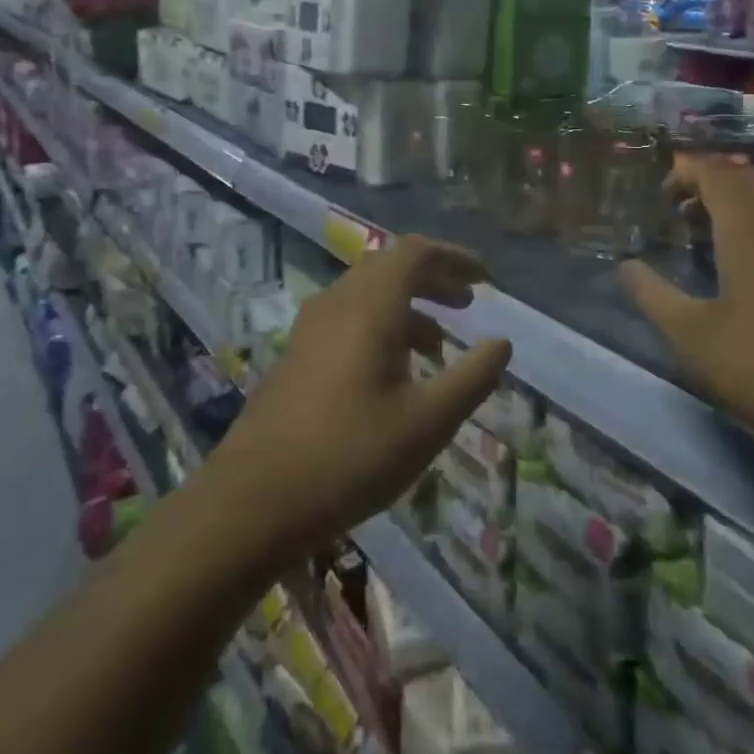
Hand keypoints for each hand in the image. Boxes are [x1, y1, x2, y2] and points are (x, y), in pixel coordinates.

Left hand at [205, 235, 510, 562]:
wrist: (251, 502)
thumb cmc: (350, 457)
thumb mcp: (428, 422)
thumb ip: (473, 378)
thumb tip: (502, 343)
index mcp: (369, 307)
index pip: (415, 252)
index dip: (455, 258)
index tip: (486, 281)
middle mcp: (337, 304)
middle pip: (390, 266)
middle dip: (434, 279)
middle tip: (467, 305)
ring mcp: (310, 329)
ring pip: (367, 294)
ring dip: (408, 305)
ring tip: (440, 346)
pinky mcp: (296, 355)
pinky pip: (347, 318)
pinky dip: (381, 326)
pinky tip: (394, 372)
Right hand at [621, 156, 753, 491]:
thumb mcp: (694, 336)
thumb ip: (653, 295)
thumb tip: (627, 268)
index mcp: (751, 224)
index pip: (714, 170)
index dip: (685, 173)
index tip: (662, 196)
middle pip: (748, 177)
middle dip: (711, 184)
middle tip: (683, 212)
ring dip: (741, 206)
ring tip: (713, 238)